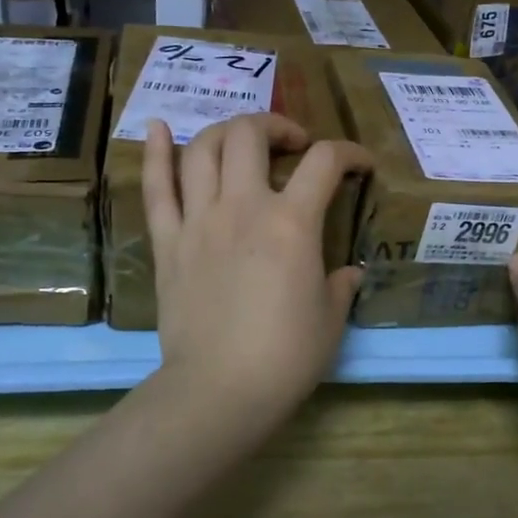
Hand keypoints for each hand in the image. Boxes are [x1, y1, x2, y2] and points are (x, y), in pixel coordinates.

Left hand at [141, 114, 371, 429]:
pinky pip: (156, 188)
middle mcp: (242, 207)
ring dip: (226, 133)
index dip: (350, 152)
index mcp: (292, 223)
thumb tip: (349, 273)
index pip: (325, 162)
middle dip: (277, 126)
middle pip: (250, 135)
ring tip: (242, 143)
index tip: (361, 165)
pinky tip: (160, 127)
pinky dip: (156, 152)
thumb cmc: (286, 356)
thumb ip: (342, 284)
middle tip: (293, 146)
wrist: (219, 391)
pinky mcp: (167, 242)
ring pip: (203, 149)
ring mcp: (198, 221)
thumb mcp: (332, 318)